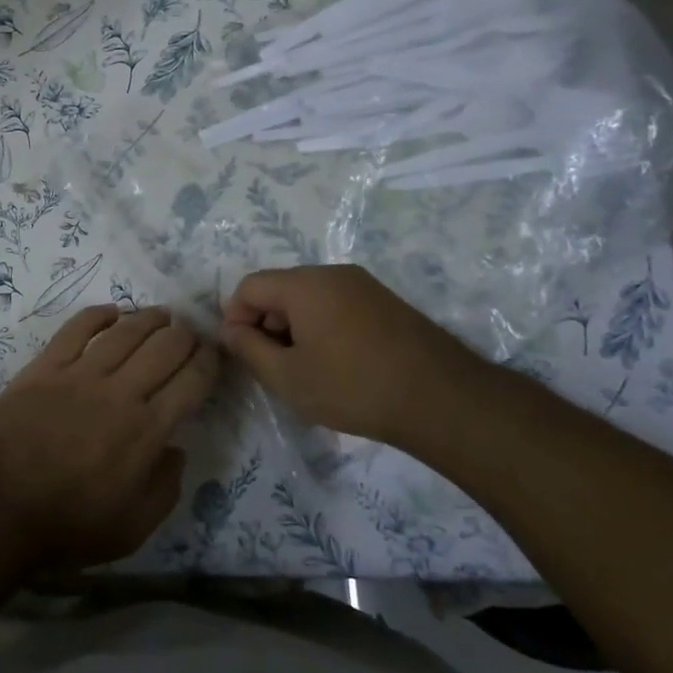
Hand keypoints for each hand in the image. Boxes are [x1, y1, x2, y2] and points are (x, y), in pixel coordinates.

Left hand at [0, 305, 220, 570]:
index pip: (190, 382)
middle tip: (190, 333)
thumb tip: (177, 449)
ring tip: (162, 315)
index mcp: (146, 431)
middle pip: (164, 348)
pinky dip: (98, 315)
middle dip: (185, 336)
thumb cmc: (69, 525)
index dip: (207, 362)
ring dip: (149, 319)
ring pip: (125, 332)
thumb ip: (166, 488)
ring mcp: (80, 375)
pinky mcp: (45, 367)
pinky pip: (77, 329)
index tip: (213, 354)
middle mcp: (120, 393)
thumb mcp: (134, 527)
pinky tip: (112, 312)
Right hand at [220, 265, 487, 447]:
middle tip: (273, 365)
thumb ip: (249, 349)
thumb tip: (230, 329)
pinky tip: (336, 363)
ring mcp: (363, 285)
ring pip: (309, 297)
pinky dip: (322, 326)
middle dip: (266, 323)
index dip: (236, 317)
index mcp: (304, 284)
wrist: (442, 398)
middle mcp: (332, 273)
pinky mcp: (385, 301)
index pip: (250, 286)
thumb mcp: (288, 377)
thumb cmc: (353, 387)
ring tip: (305, 368)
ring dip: (294, 327)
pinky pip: (336, 304)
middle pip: (280, 288)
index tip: (243, 353)